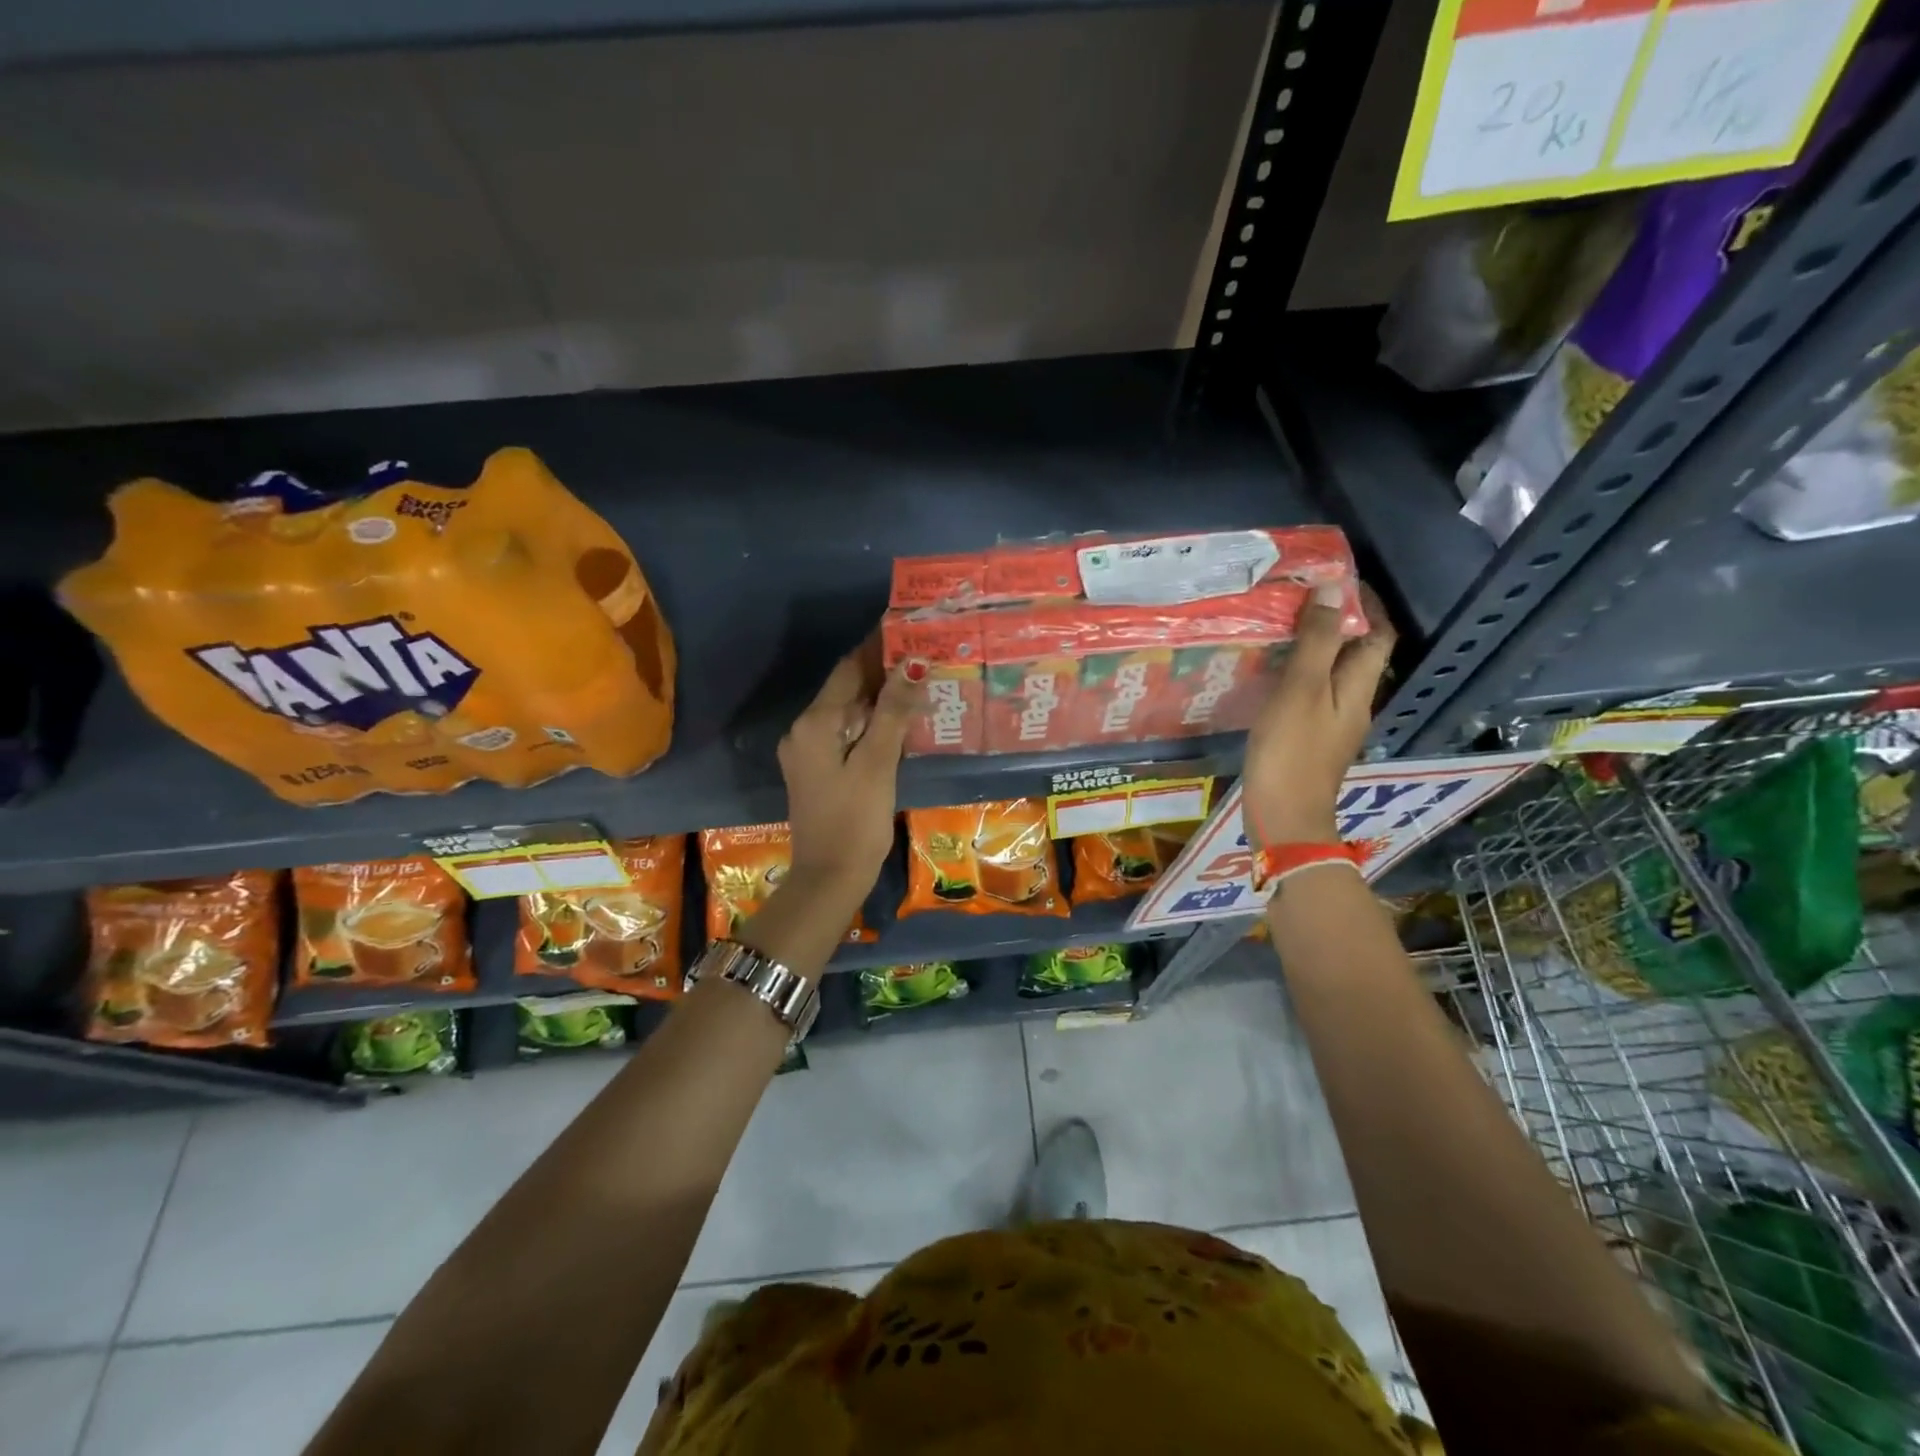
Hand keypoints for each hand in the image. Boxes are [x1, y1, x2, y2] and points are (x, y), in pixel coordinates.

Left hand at [777, 642, 918, 905]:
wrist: (829, 878)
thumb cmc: (855, 820)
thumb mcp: (878, 764)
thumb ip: (893, 713)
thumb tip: (912, 663)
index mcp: (815, 724)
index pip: (848, 669)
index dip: (876, 646)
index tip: (906, 624)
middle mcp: (804, 730)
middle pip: (846, 689)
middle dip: (882, 670)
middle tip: (923, 651)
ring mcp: (808, 752)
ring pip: (847, 711)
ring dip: (879, 696)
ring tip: (918, 679)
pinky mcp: (818, 771)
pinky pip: (845, 733)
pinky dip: (871, 722)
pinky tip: (899, 720)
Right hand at [1241, 581, 1394, 849]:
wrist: (1283, 818)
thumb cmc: (1291, 753)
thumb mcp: (1301, 690)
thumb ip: (1316, 642)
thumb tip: (1333, 590)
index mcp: (1359, 688)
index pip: (1378, 634)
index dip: (1366, 605)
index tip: (1337, 579)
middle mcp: (1354, 703)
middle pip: (1357, 653)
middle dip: (1337, 623)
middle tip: (1299, 600)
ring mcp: (1333, 724)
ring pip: (1333, 674)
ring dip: (1315, 648)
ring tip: (1281, 629)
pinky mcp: (1311, 740)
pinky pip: (1312, 694)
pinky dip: (1299, 675)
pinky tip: (1270, 674)